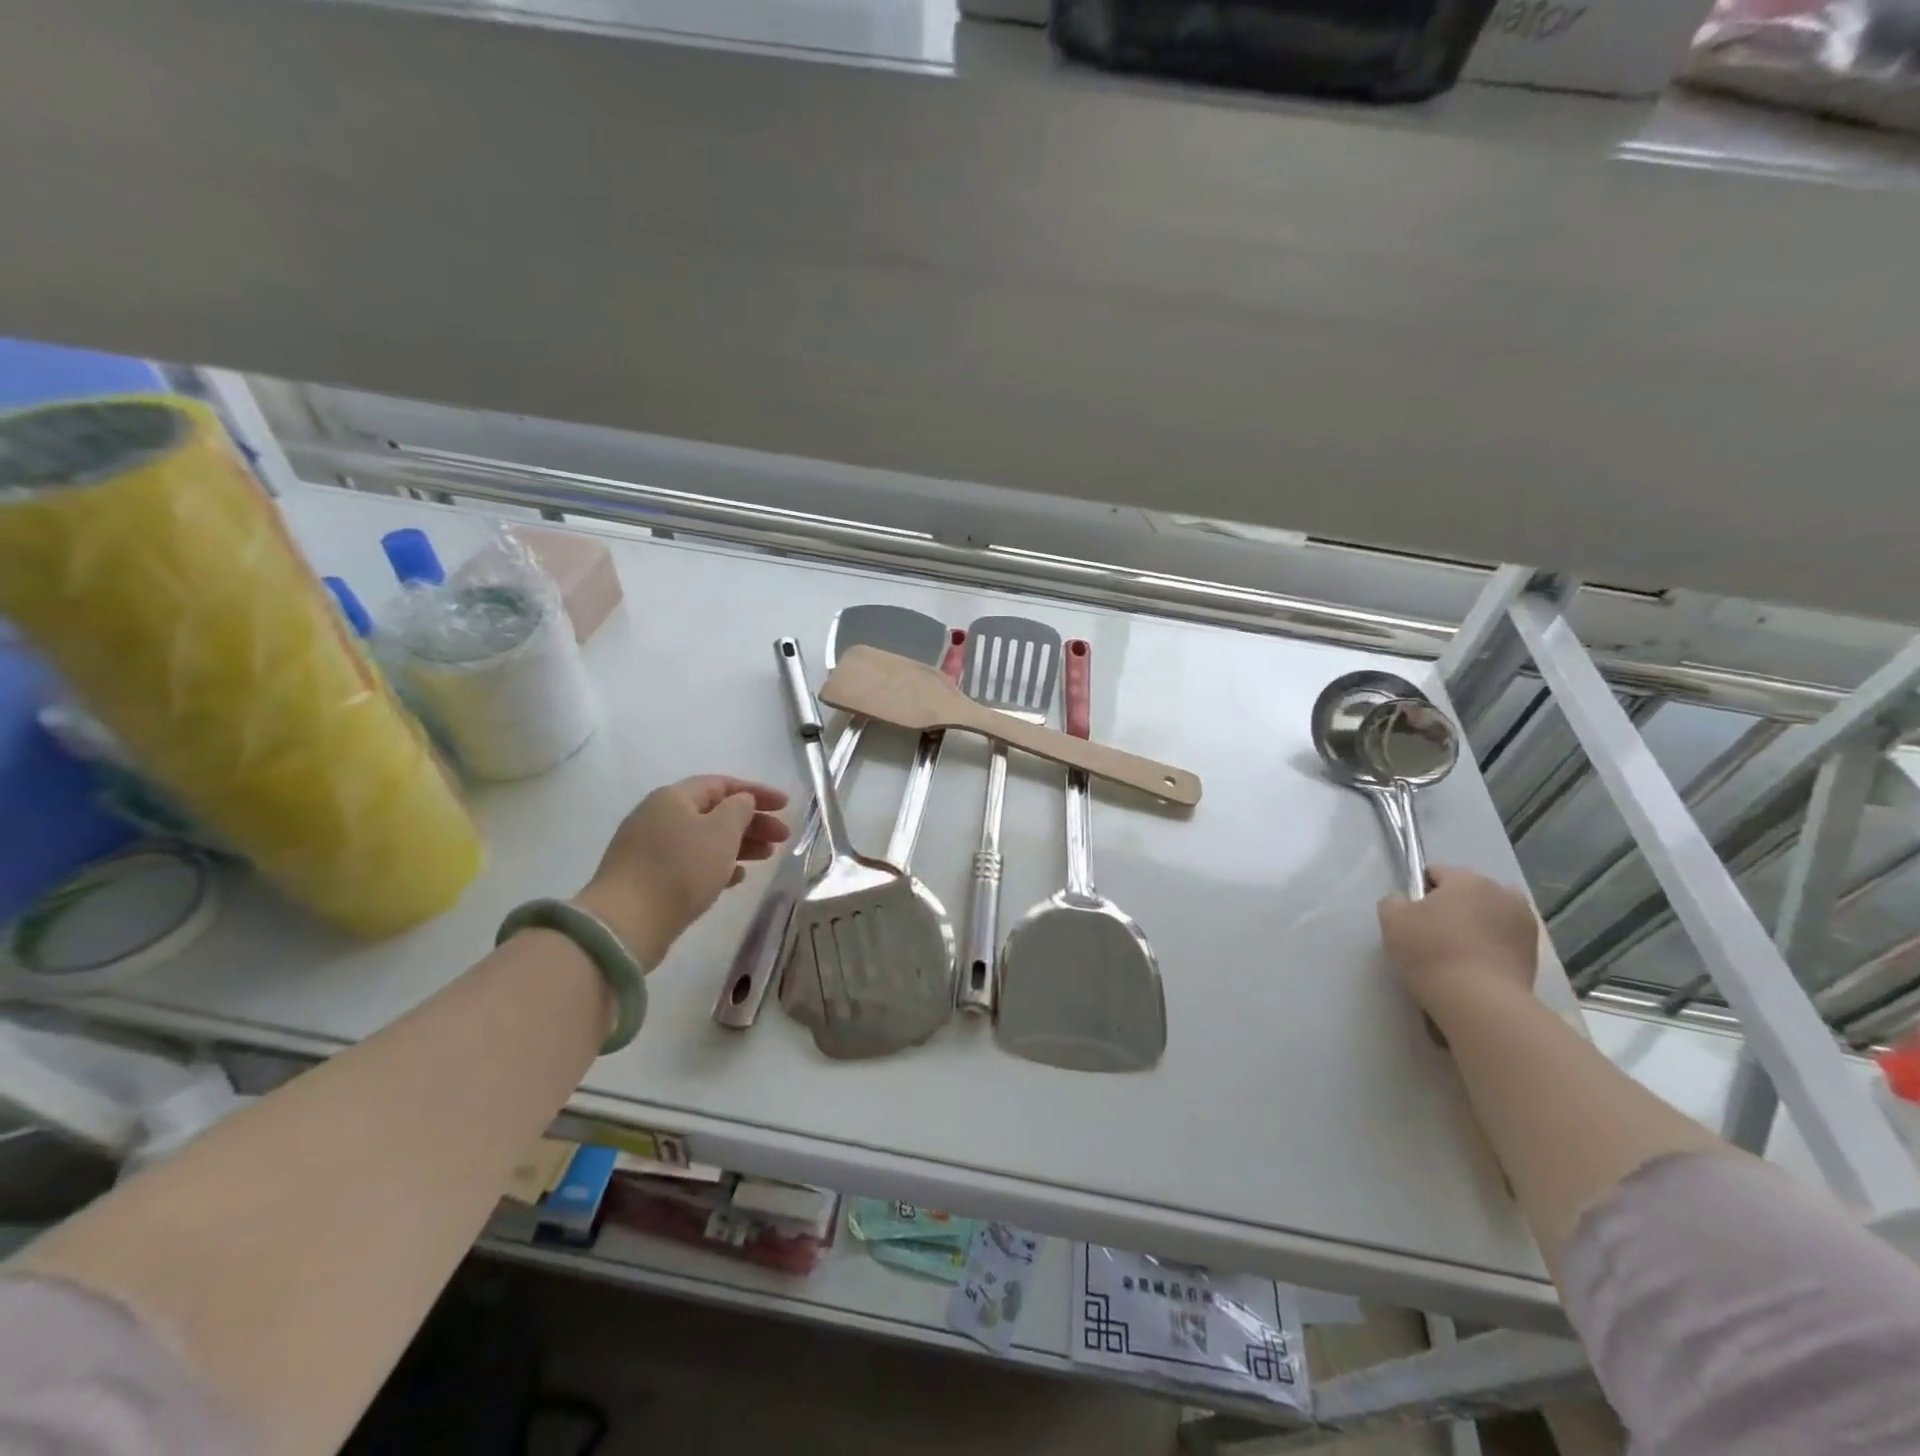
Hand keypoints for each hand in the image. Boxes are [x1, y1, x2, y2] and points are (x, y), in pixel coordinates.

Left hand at [575, 775, 789, 966]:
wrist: (625, 924)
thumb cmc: (680, 869)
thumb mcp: (720, 832)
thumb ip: (739, 810)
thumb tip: (741, 803)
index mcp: (673, 798)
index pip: (722, 784)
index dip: (757, 792)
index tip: (786, 806)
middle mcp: (659, 817)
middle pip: (714, 812)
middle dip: (752, 822)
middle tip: (782, 837)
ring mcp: (651, 849)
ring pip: (705, 839)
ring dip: (739, 844)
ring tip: (767, 857)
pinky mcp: (649, 878)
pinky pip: (692, 863)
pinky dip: (718, 865)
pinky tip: (737, 878)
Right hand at [1377, 867, 1538, 1019]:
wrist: (1480, 1001)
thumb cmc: (1431, 951)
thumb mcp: (1392, 920)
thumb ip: (1394, 901)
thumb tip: (1406, 902)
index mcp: (1468, 879)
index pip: (1436, 873)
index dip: (1419, 891)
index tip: (1410, 915)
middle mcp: (1502, 893)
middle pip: (1468, 892)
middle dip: (1452, 906)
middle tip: (1432, 933)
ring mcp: (1525, 923)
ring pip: (1491, 915)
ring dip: (1477, 924)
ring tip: (1458, 952)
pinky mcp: (1535, 953)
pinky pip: (1505, 939)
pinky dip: (1492, 946)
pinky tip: (1476, 966)